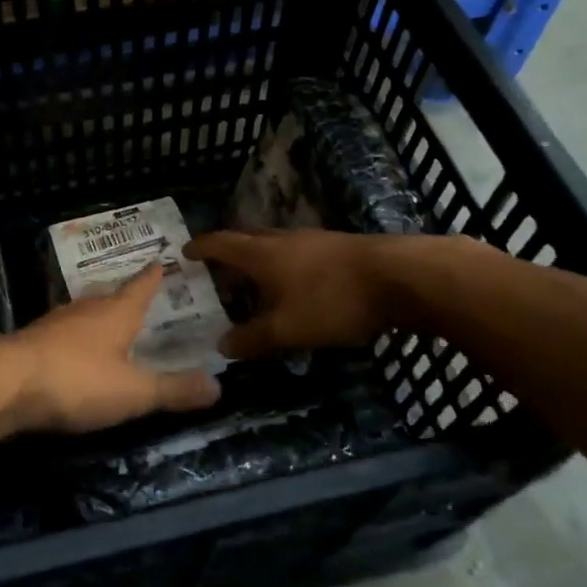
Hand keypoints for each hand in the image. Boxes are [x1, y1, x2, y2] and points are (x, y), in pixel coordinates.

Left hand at [0, 266, 221, 434]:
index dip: (153, 276)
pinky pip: (61, 332)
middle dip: (123, 294)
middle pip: (109, 295)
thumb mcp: (134, 392)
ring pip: (82, 312)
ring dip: (96, 314)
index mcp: (116, 313)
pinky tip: (70, 348)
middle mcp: (85, 309)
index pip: (140, 287)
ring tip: (105, 319)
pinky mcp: (31, 342)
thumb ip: (174, 390)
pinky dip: (73, 336)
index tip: (160, 260)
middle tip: (135, 293)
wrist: (4, 383)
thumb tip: (219, 386)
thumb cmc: (77, 380)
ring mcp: (54, 323)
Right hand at [184, 229, 421, 359]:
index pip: (221, 243)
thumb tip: (221, 346)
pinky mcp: (340, 250)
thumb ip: (253, 338)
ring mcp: (315, 241)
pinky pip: (299, 255)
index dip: (201, 248)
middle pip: (247, 239)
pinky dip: (286, 269)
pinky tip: (296, 289)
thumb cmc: (334, 300)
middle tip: (216, 272)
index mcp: (262, 254)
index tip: (185, 252)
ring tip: (254, 285)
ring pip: (275, 247)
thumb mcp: (288, 329)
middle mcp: (284, 240)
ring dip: (260, 262)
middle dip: (229, 253)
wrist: (401, 278)